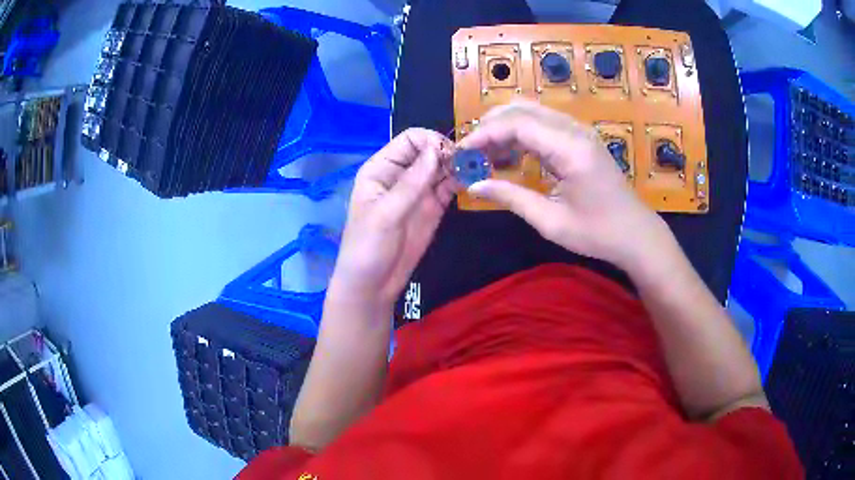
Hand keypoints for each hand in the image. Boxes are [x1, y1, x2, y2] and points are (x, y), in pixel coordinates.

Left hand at [329, 128, 457, 308]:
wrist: (373, 285)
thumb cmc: (368, 248)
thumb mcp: (386, 214)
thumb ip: (411, 183)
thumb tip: (436, 149)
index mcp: (381, 169)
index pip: (409, 140)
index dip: (431, 141)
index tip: (451, 154)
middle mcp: (401, 174)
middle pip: (429, 151)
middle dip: (450, 152)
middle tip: (472, 161)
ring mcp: (418, 191)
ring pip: (442, 168)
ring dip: (459, 165)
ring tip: (479, 168)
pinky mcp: (432, 208)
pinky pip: (448, 187)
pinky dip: (461, 182)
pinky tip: (474, 181)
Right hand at [460, 100, 668, 269]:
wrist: (636, 234)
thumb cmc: (597, 233)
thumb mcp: (551, 221)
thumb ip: (511, 198)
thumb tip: (474, 186)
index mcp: (570, 149)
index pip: (517, 124)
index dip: (485, 134)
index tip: (462, 152)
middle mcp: (575, 131)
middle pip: (522, 109)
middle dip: (491, 125)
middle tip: (471, 151)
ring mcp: (580, 131)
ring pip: (532, 112)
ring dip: (505, 128)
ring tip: (486, 154)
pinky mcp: (581, 138)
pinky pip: (544, 124)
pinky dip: (521, 133)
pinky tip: (511, 155)